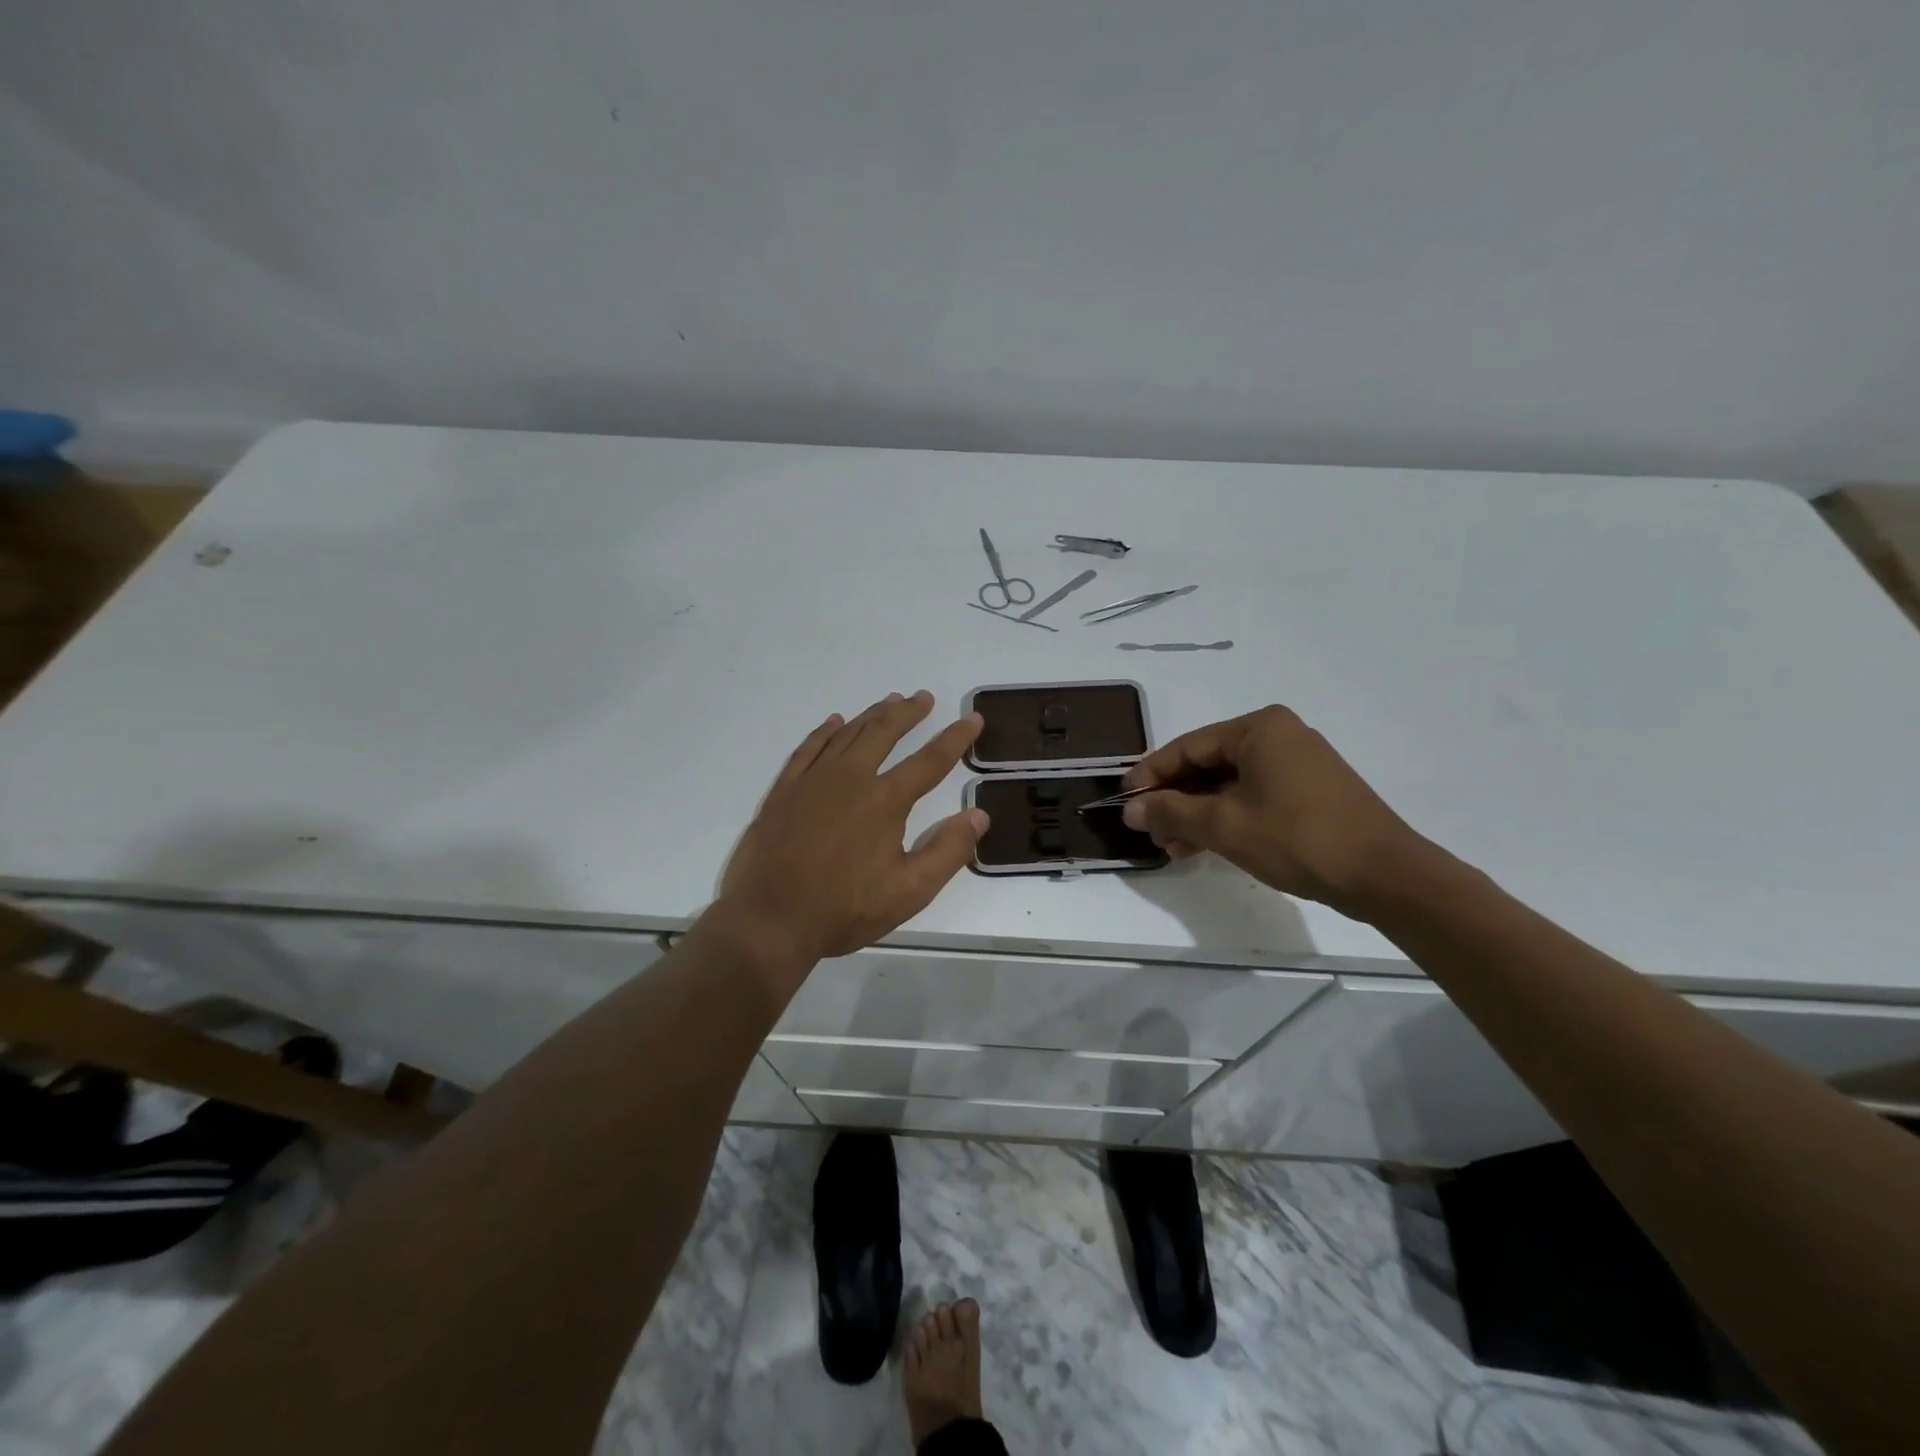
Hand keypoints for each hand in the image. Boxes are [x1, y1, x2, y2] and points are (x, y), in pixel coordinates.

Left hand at [716, 691, 987, 964]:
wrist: (770, 919)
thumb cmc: (844, 909)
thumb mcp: (909, 891)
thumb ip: (948, 851)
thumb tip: (979, 815)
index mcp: (885, 801)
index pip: (931, 761)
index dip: (956, 738)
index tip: (973, 719)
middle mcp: (851, 778)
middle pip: (885, 733)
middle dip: (908, 713)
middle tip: (924, 697)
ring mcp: (813, 780)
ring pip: (848, 734)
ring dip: (873, 715)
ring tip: (890, 701)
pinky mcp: (784, 790)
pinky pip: (808, 748)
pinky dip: (825, 731)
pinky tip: (834, 722)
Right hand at [1119, 704, 1430, 917]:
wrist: (1384, 875)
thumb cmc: (1297, 838)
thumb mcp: (1223, 825)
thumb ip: (1171, 812)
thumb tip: (1131, 810)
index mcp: (1258, 729)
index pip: (1188, 747)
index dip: (1151, 774)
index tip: (1124, 800)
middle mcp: (1278, 735)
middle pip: (1208, 764)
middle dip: (1175, 800)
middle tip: (1150, 831)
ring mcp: (1298, 763)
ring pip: (1230, 784)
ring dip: (1198, 814)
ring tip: (1173, 847)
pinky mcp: (1310, 791)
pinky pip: (1254, 796)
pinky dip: (1227, 818)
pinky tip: (1204, 846)